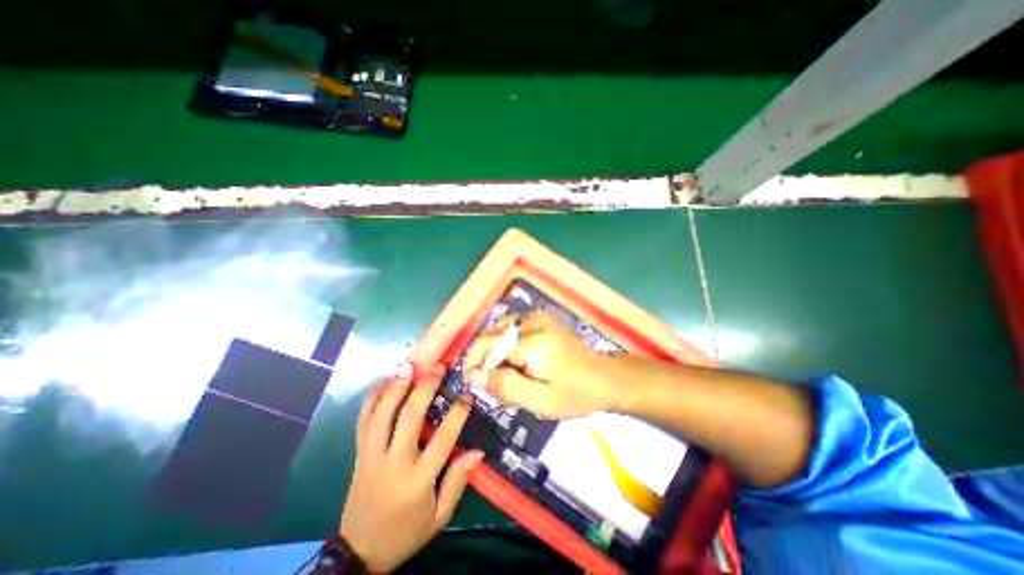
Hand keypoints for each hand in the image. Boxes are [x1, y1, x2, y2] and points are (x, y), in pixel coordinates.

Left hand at [337, 365, 479, 570]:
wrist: (359, 553)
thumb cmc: (406, 532)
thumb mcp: (440, 515)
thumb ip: (458, 481)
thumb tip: (478, 451)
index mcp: (418, 479)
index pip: (442, 438)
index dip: (458, 413)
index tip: (468, 394)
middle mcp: (394, 461)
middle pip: (408, 417)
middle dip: (425, 387)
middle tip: (437, 367)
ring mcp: (372, 455)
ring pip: (382, 414)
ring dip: (395, 386)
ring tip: (409, 365)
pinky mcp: (358, 453)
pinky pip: (363, 421)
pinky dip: (371, 398)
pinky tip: (383, 381)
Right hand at [466, 310, 623, 416]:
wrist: (604, 377)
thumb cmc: (576, 393)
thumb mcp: (541, 400)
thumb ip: (506, 387)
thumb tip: (475, 376)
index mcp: (533, 341)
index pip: (488, 345)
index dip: (474, 363)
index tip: (472, 384)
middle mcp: (533, 322)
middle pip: (492, 334)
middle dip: (483, 358)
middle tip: (486, 383)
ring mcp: (538, 317)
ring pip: (499, 329)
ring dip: (492, 350)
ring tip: (497, 373)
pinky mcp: (542, 319)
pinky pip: (511, 327)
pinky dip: (504, 343)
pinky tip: (510, 359)